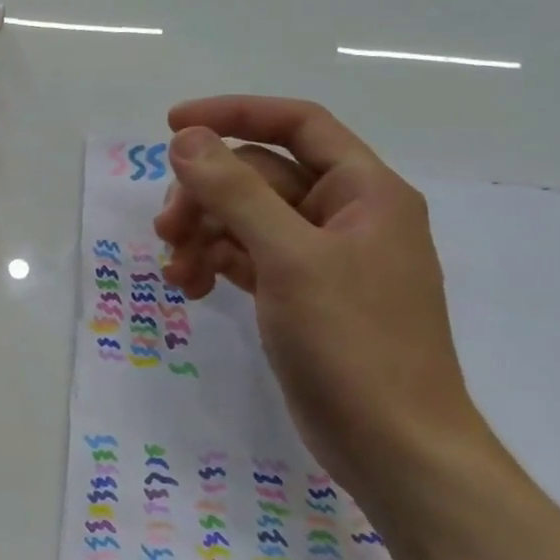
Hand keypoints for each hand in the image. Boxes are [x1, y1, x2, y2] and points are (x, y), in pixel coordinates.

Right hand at [152, 96, 488, 495]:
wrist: (393, 446)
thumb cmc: (353, 342)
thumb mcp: (288, 257)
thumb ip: (235, 191)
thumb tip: (186, 138)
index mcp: (364, 191)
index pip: (297, 124)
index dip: (235, 114)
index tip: (171, 126)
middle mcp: (344, 215)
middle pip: (259, 175)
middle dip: (205, 195)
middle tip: (166, 228)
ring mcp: (321, 257)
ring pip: (245, 218)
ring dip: (202, 234)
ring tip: (175, 272)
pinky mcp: (299, 294)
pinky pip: (245, 257)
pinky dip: (214, 263)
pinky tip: (190, 287)